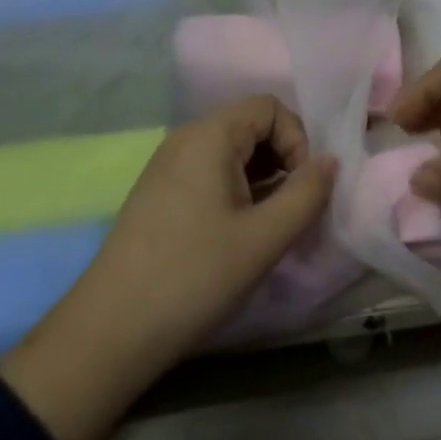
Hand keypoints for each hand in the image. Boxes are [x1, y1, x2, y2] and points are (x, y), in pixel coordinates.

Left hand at [0, 97, 334, 439]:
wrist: (109, 332)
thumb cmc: (194, 276)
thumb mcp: (263, 238)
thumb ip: (306, 194)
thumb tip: (331, 161)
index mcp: (209, 134)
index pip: (269, 107)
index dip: (297, 140)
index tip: (303, 188)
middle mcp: (186, 138)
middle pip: (251, 126)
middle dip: (283, 160)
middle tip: (293, 211)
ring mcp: (168, 166)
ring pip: (232, 153)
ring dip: (262, 179)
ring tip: (270, 227)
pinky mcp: (159, 194)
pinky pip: (210, 173)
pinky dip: (237, 192)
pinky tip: (239, 234)